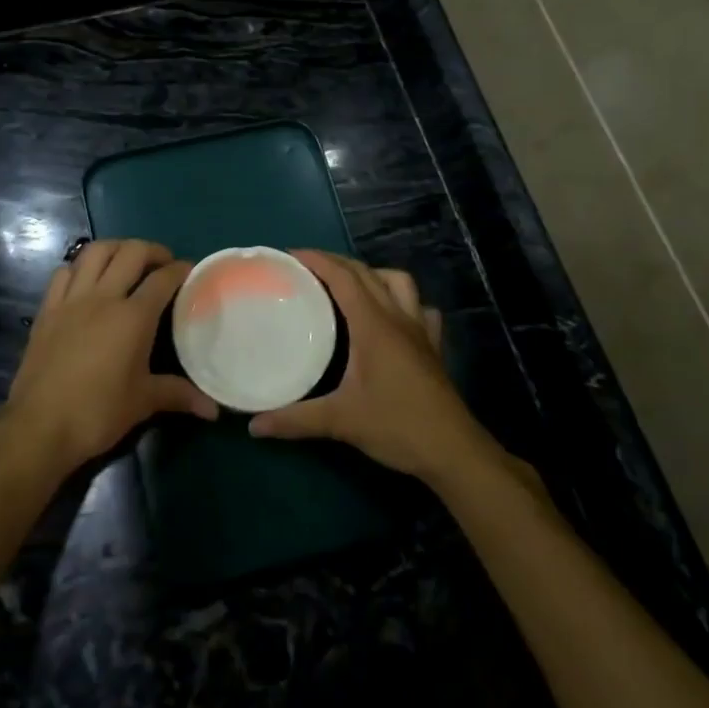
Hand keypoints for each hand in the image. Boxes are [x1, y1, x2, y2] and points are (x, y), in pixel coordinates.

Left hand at [0, 240, 216, 474]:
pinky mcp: (47, 309)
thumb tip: (213, 409)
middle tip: (162, 263)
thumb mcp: (143, 402)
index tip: (190, 271)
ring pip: (94, 252)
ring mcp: (71, 299)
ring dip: (116, 248)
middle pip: (131, 253)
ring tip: (127, 260)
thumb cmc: (98, 413)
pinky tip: (87, 279)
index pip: (163, 279)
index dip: (180, 269)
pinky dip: (80, 267)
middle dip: (152, 250)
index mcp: (133, 317)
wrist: (39, 426)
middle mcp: (103, 297)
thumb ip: (179, 395)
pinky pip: (64, 272)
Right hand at [249, 251, 488, 480]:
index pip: (343, 277)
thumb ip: (295, 420)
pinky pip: (420, 308)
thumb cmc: (396, 427)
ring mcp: (420, 330)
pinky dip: (402, 301)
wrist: (453, 451)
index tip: (289, 255)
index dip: (317, 260)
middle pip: (366, 273)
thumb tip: (255, 425)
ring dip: (371, 274)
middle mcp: (397, 317)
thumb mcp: (340, 421)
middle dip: (336, 262)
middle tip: (307, 268)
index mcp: (373, 325)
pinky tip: (391, 315)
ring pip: (398, 282)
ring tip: (348, 286)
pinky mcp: (432, 346)